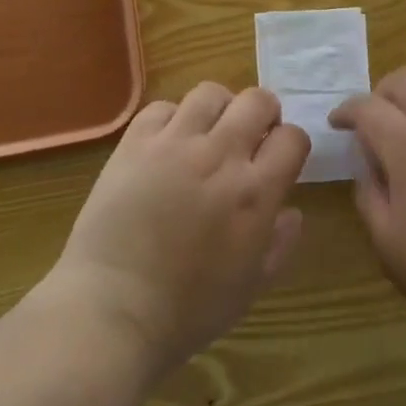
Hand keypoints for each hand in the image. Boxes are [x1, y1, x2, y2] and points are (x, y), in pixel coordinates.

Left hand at [44, 83, 309, 377]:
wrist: (113, 311)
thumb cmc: (187, 311)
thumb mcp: (250, 287)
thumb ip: (279, 244)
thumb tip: (292, 211)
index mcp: (255, 192)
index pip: (292, 137)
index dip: (290, 144)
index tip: (279, 158)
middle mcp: (220, 156)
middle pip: (257, 101)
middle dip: (263, 114)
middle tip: (250, 137)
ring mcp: (174, 144)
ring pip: (210, 93)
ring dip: (218, 109)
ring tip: (208, 132)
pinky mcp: (135, 143)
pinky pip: (161, 108)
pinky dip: (172, 119)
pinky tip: (167, 143)